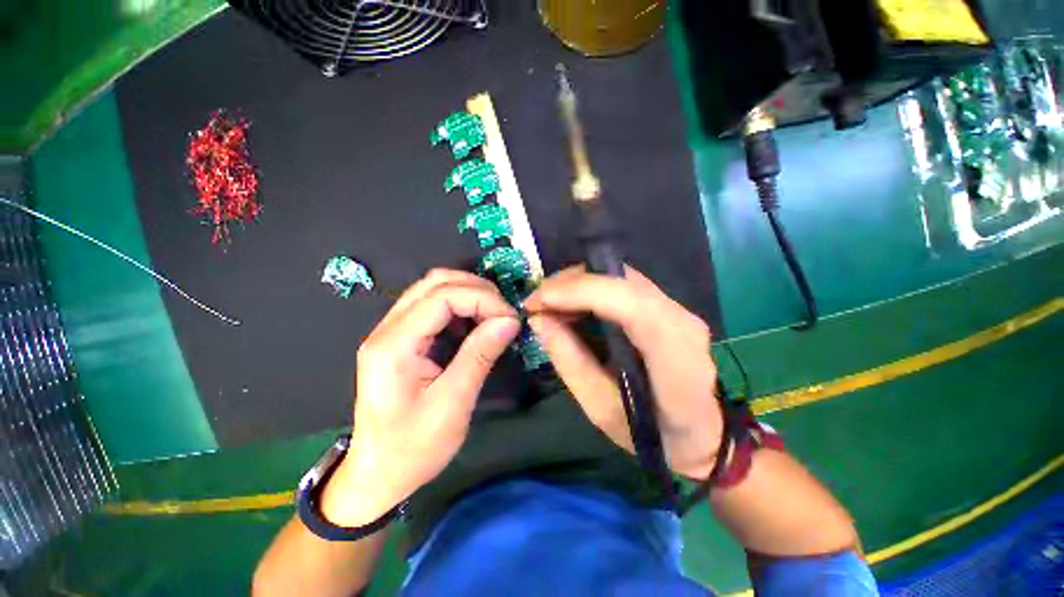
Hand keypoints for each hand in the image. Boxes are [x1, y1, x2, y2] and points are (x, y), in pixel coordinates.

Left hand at [321, 270, 520, 525]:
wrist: (377, 473)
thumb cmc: (413, 448)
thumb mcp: (452, 404)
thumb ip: (480, 355)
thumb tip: (510, 321)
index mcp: (393, 345)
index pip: (442, 296)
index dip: (482, 299)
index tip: (511, 319)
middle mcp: (387, 329)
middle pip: (435, 282)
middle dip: (477, 290)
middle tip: (504, 313)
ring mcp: (391, 331)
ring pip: (433, 289)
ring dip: (469, 295)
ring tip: (494, 316)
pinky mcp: (401, 339)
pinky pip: (432, 306)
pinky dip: (460, 307)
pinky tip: (474, 324)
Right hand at [524, 265, 721, 479]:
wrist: (702, 433)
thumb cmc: (654, 434)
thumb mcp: (601, 409)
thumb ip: (570, 361)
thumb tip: (539, 319)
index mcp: (674, 355)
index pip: (630, 304)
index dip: (581, 292)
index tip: (538, 302)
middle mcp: (681, 319)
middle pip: (621, 279)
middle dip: (570, 283)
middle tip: (537, 303)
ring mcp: (678, 307)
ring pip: (619, 276)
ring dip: (578, 283)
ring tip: (550, 304)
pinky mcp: (667, 305)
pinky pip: (622, 283)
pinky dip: (591, 288)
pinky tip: (573, 306)